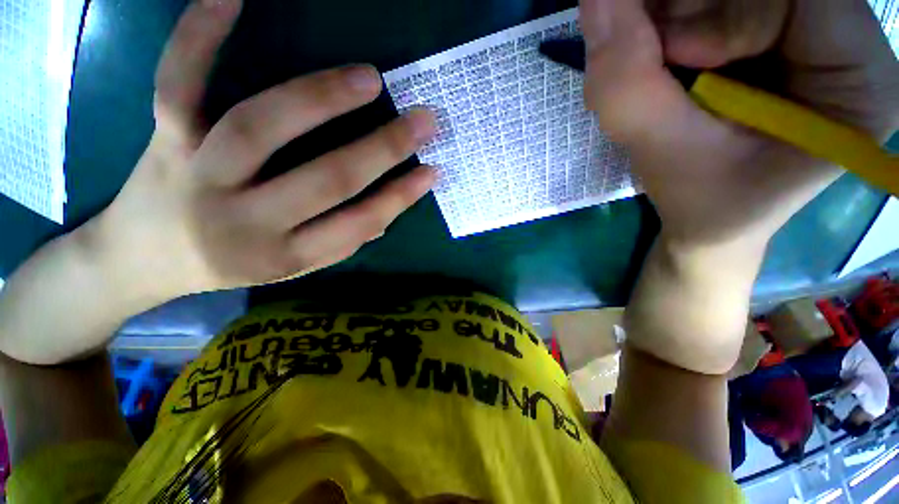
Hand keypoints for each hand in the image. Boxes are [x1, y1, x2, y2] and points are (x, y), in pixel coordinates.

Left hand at [91, 0, 436, 303]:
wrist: (144, 257)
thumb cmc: (232, 263)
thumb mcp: (293, 267)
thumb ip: (340, 241)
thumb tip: (385, 216)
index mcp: (284, 254)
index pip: (358, 223)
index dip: (399, 197)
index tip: (432, 171)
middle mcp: (246, 220)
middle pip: (325, 179)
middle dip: (383, 149)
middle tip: (424, 120)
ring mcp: (200, 173)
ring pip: (260, 126)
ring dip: (321, 98)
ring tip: (369, 78)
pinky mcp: (165, 139)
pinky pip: (178, 83)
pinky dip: (199, 36)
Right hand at [580, 0, 898, 250]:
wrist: (709, 222)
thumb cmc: (704, 204)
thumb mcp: (664, 155)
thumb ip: (629, 86)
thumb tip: (595, 1)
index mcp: (857, 78)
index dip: (726, 12)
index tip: (674, 58)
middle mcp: (845, 42)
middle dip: (689, 13)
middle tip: (649, 59)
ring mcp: (812, 34)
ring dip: (671, 21)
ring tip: (652, 75)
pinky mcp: (777, 36)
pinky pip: (718, 4)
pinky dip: (671, 26)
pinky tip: (658, 66)